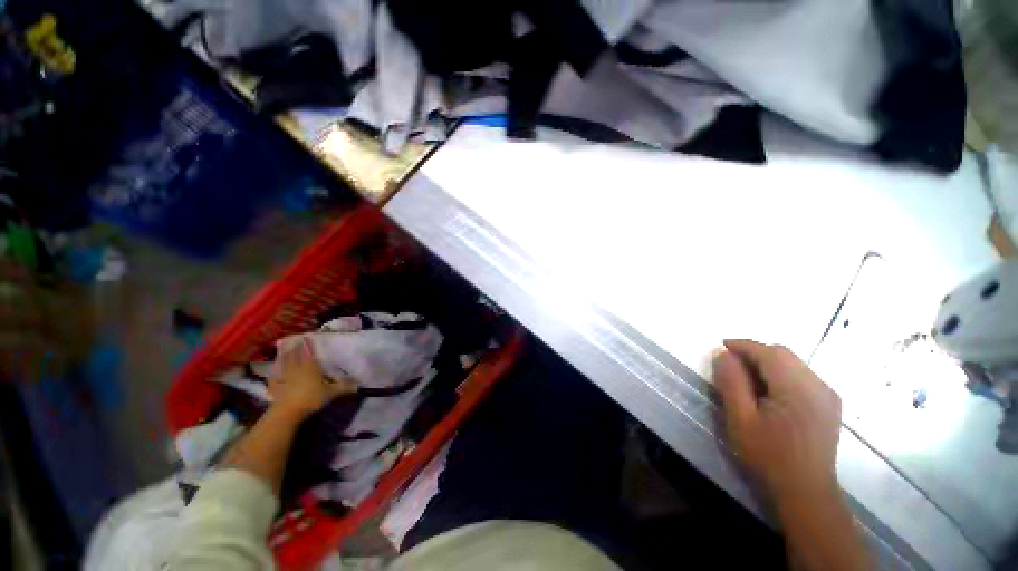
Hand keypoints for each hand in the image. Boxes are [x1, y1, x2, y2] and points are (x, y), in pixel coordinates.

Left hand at [269, 340, 356, 418]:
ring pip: (283, 363)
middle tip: (294, 340)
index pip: (307, 352)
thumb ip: (344, 386)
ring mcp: (284, 377)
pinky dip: (274, 372)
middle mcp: (296, 368)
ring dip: (283, 356)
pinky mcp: (275, 387)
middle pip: (294, 355)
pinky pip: (274, 376)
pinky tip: (273, 371)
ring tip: (283, 351)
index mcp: (310, 367)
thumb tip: (358, 383)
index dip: (306, 344)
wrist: (288, 412)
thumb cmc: (311, 398)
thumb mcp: (332, 392)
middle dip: (294, 348)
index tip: (306, 337)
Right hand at [714, 339, 841, 503]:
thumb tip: (724, 355)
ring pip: (793, 364)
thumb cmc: (768, 456)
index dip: (742, 345)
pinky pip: (802, 376)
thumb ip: (731, 383)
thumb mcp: (740, 419)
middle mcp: (819, 386)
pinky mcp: (829, 405)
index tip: (721, 346)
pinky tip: (769, 392)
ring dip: (767, 363)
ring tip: (747, 379)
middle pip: (783, 354)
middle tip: (731, 365)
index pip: (769, 352)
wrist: (805, 492)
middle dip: (754, 353)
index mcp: (798, 389)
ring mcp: (828, 395)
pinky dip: (780, 374)